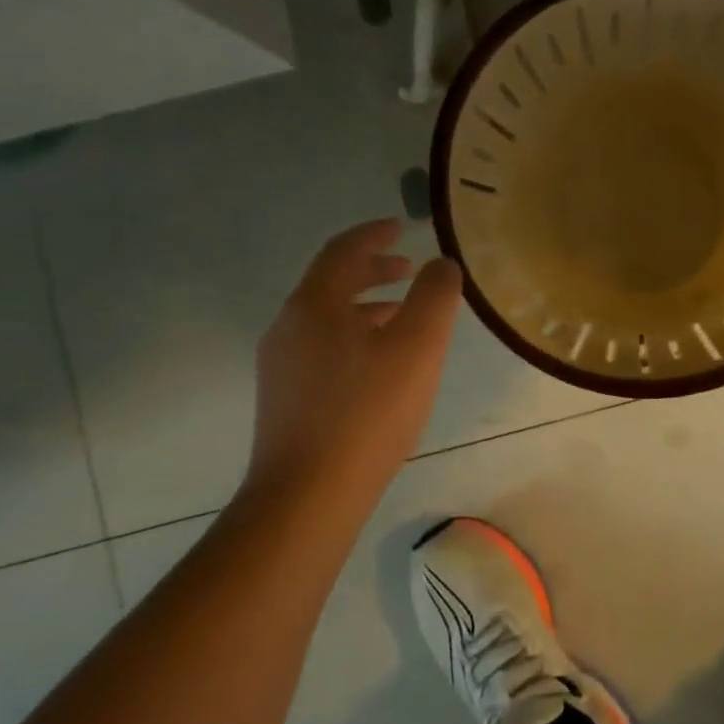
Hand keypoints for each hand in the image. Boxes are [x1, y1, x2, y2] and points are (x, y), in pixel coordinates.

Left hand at [247, 218, 461, 501]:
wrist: (308, 497)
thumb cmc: (367, 411)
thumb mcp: (417, 346)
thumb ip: (434, 296)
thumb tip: (441, 264)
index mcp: (314, 305)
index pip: (343, 250)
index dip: (375, 234)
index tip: (402, 227)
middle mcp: (289, 327)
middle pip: (331, 282)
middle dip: (373, 270)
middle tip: (410, 270)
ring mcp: (281, 367)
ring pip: (328, 318)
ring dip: (366, 306)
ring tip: (404, 316)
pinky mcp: (285, 400)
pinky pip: (324, 348)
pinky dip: (356, 336)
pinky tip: (382, 365)